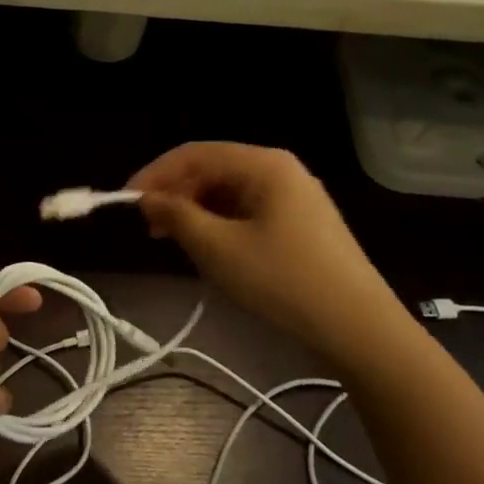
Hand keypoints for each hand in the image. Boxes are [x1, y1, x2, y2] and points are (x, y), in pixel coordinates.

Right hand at [129, 142, 403, 361]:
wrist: (359, 329)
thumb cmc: (284, 281)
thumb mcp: (219, 249)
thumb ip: (177, 217)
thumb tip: (148, 200)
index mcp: (264, 164)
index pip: (195, 153)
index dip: (155, 174)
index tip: (124, 202)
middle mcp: (280, 170)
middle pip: (213, 169)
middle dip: (175, 193)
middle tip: (147, 227)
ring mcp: (295, 197)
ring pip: (229, 192)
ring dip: (195, 210)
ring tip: (171, 240)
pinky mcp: (301, 223)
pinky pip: (248, 211)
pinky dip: (220, 223)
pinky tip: (207, 248)